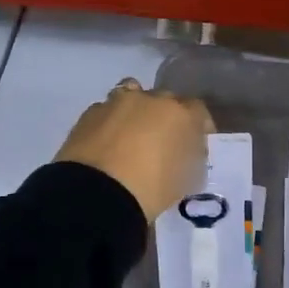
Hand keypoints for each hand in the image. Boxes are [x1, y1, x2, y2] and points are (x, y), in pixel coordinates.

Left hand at [57, 80, 214, 221]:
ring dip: (136, 110)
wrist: (97, 193)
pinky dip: (110, 122)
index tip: (196, 143)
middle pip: (165, 100)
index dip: (199, 126)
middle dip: (166, 116)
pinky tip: (106, 142)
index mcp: (181, 114)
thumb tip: (189, 152)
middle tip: (161, 141)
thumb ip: (192, 159)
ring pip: (132, 94)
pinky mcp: (90, 113)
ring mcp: (117, 102)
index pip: (198, 110)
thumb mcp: (185, 182)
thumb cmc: (151, 189)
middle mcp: (151, 100)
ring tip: (131, 134)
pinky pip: (106, 110)